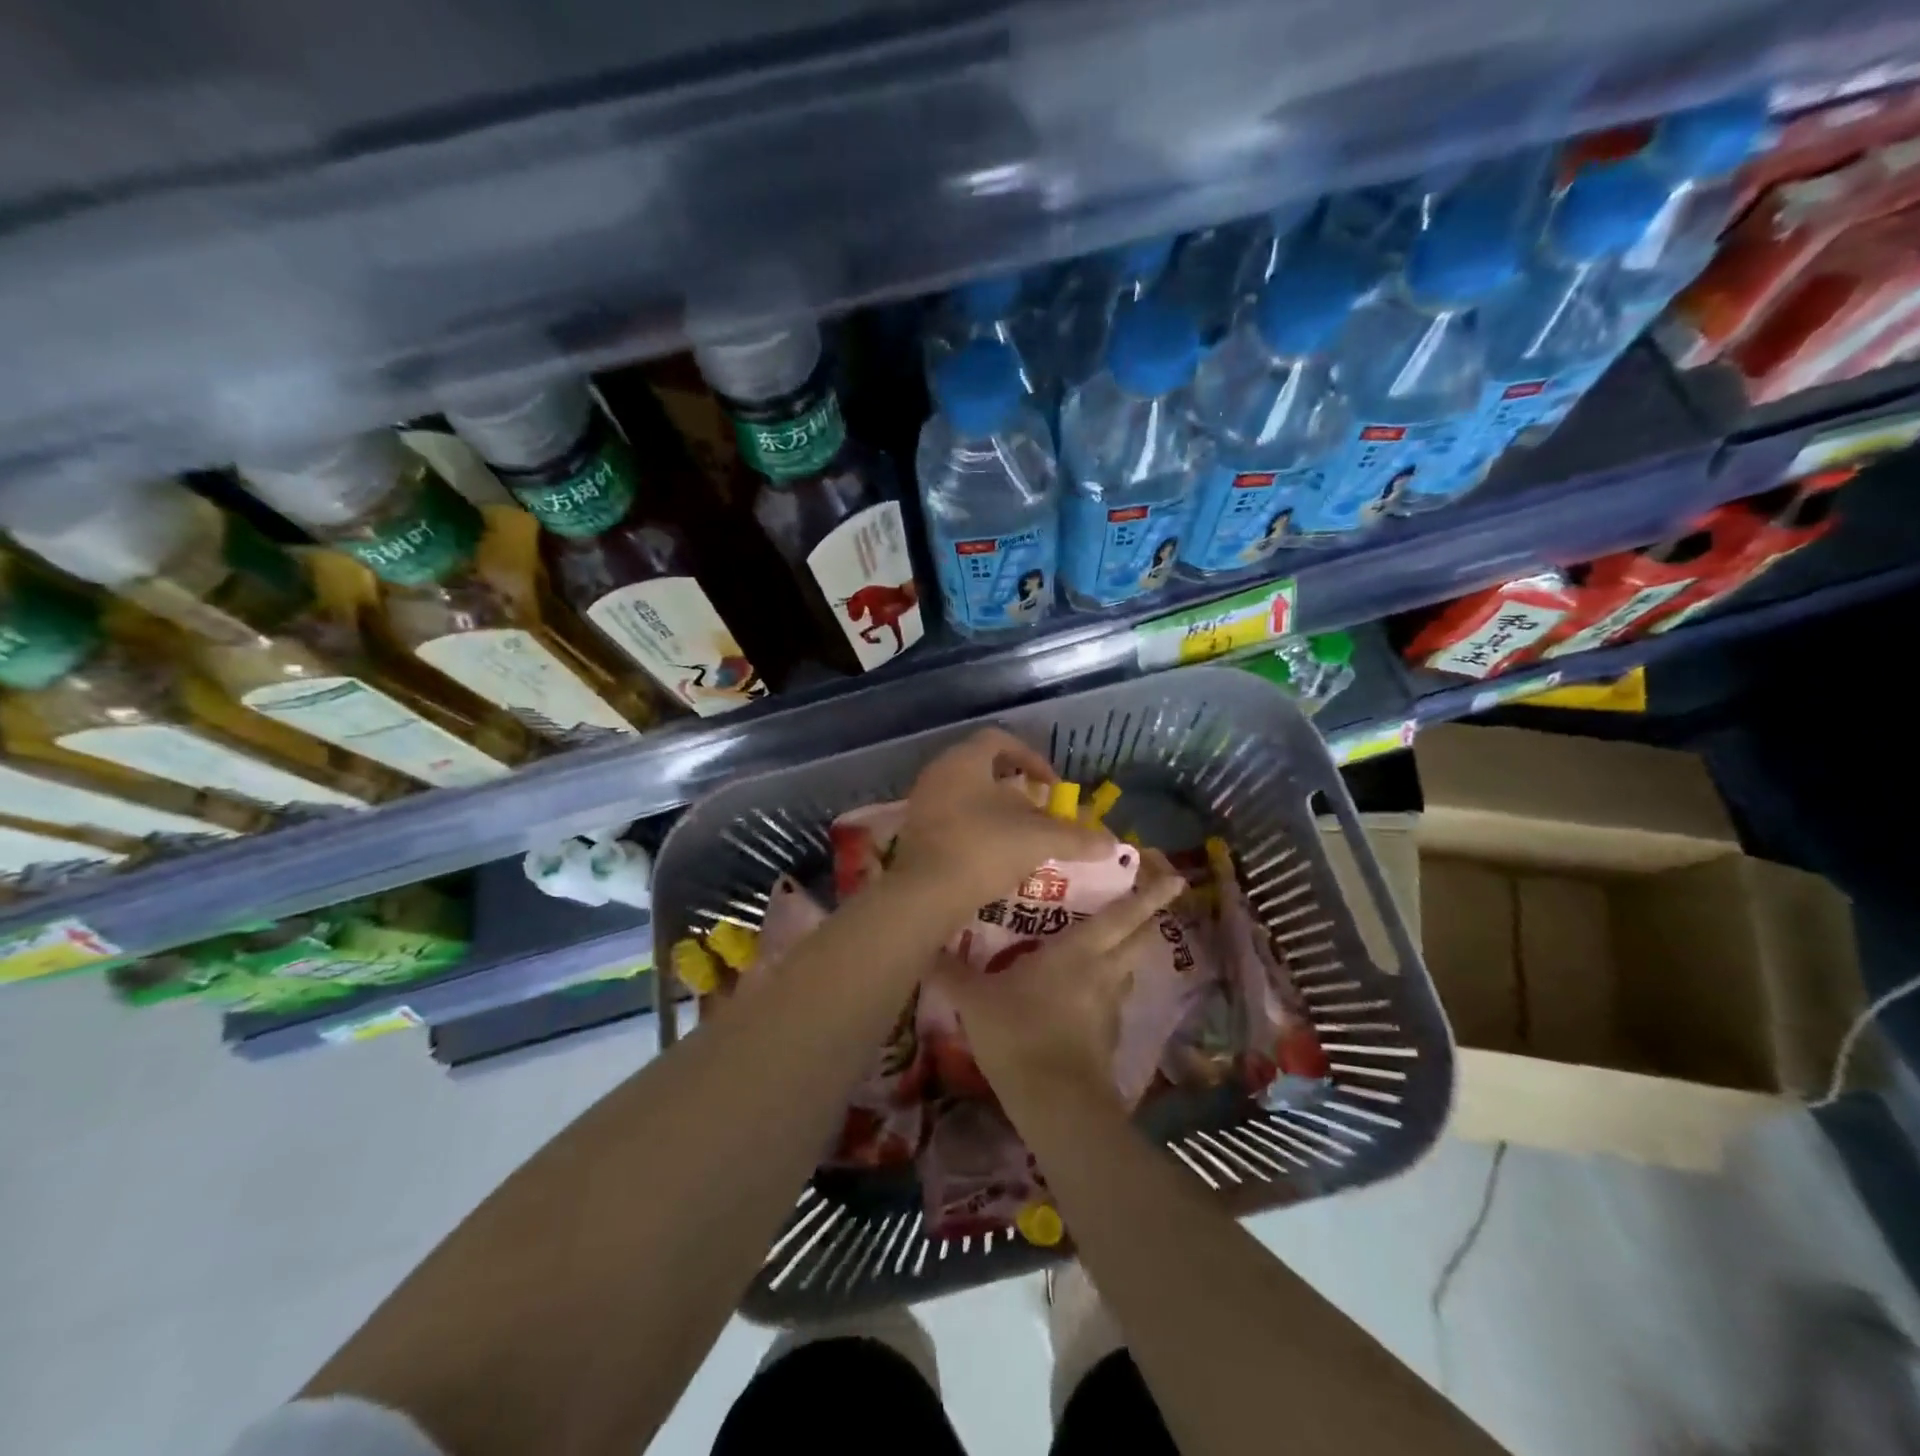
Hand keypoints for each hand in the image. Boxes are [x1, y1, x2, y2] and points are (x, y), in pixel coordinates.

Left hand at [891, 727, 1113, 910]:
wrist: (926, 895)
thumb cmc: (984, 849)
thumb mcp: (1037, 839)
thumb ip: (1075, 837)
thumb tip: (1111, 843)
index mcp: (965, 759)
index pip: (1000, 740)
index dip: (1032, 757)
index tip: (1052, 786)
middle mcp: (939, 772)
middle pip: (983, 768)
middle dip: (1016, 788)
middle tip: (1039, 811)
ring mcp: (923, 802)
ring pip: (967, 795)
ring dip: (996, 811)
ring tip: (1021, 836)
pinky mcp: (916, 832)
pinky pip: (952, 819)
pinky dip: (976, 829)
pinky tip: (994, 855)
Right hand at [932, 849, 1186, 1100]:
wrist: (1055, 1105)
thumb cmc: (1019, 1035)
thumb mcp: (975, 1000)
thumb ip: (951, 972)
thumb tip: (923, 947)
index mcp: (1081, 951)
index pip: (1124, 914)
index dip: (1151, 894)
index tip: (1175, 876)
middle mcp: (1106, 972)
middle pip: (1142, 938)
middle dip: (1151, 917)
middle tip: (1150, 899)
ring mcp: (1112, 1006)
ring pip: (1131, 969)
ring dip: (1129, 952)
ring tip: (1112, 944)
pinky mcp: (1110, 1036)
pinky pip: (1115, 999)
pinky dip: (1110, 988)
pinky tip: (1088, 993)